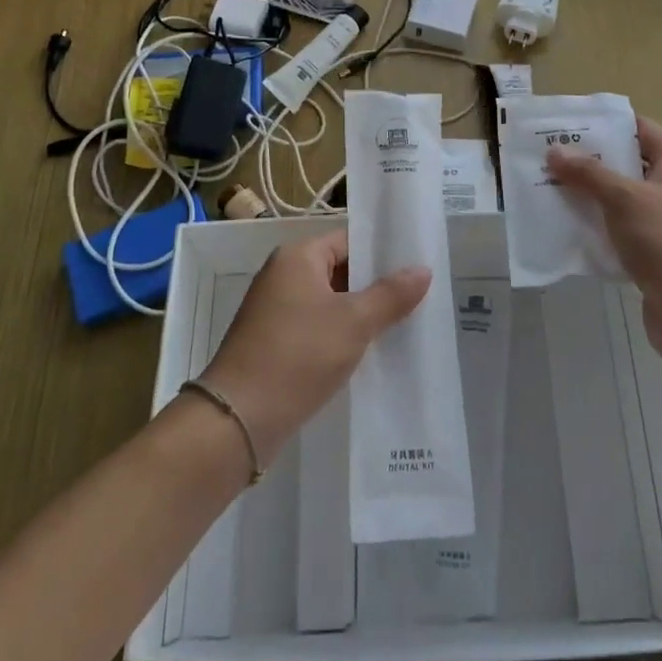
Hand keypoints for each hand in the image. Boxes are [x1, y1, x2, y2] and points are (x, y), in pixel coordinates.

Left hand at [200, 229, 430, 458]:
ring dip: (360, 313)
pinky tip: (370, 351)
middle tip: (420, 297)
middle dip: (376, 285)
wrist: (239, 419)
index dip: (383, 253)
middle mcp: (283, 275)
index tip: (418, 266)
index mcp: (297, 257)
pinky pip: (317, 327)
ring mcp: (275, 310)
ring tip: (404, 324)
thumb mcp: (354, 322)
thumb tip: (423, 269)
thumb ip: (391, 295)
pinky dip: (341, 335)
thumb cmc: (298, 355)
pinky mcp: (274, 342)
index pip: (349, 241)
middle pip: (340, 270)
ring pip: (330, 302)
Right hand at [547, 117, 661, 373]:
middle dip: (587, 162)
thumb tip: (555, 150)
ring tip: (545, 190)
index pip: (638, 129)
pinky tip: (565, 229)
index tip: (562, 126)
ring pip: (621, 199)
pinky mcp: (658, 253)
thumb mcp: (625, 200)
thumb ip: (589, 173)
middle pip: (627, 163)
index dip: (602, 124)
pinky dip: (597, 227)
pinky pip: (621, 230)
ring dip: (588, 196)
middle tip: (544, 159)